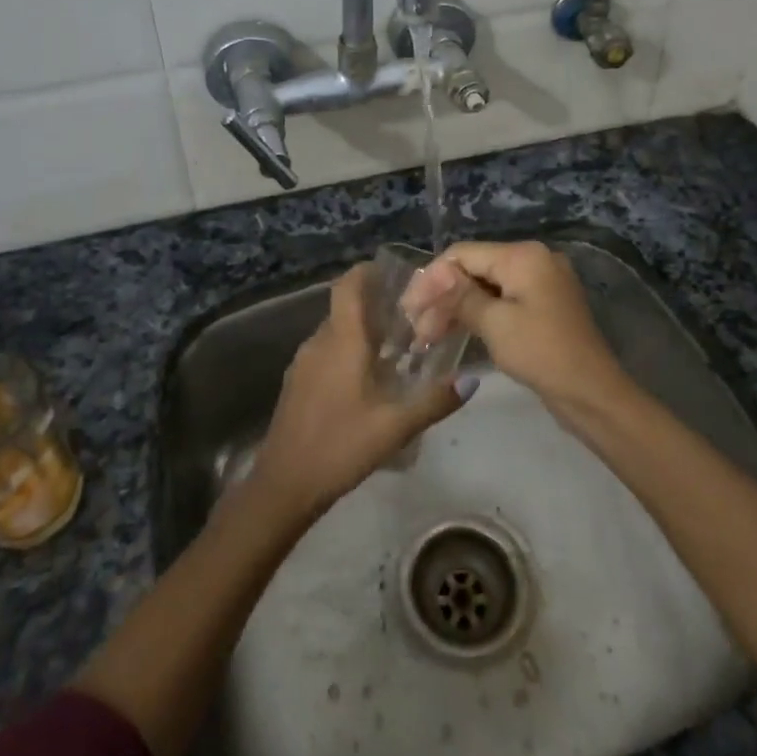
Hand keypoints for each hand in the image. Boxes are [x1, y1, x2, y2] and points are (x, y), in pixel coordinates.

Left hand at [247, 265, 470, 520]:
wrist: (284, 484)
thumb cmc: (340, 445)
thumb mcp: (395, 426)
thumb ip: (434, 401)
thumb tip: (472, 380)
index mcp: (341, 340)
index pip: (348, 285)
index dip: (367, 272)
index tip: (394, 274)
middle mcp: (319, 342)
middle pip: (345, 308)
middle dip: (374, 306)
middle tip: (410, 318)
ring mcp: (303, 363)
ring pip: (335, 332)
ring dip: (360, 332)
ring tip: (394, 349)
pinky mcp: (296, 384)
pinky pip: (325, 353)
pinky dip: (346, 352)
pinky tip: (366, 380)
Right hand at [401, 240, 630, 422]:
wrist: (592, 394)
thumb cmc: (542, 353)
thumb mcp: (495, 323)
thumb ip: (460, 295)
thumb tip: (433, 274)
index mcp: (523, 256)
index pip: (463, 254)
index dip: (432, 279)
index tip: (409, 309)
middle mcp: (533, 259)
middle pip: (474, 268)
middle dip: (443, 296)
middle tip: (417, 329)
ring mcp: (540, 283)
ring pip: (486, 286)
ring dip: (457, 308)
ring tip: (429, 336)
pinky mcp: (542, 305)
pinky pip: (502, 300)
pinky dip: (478, 314)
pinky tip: (454, 332)